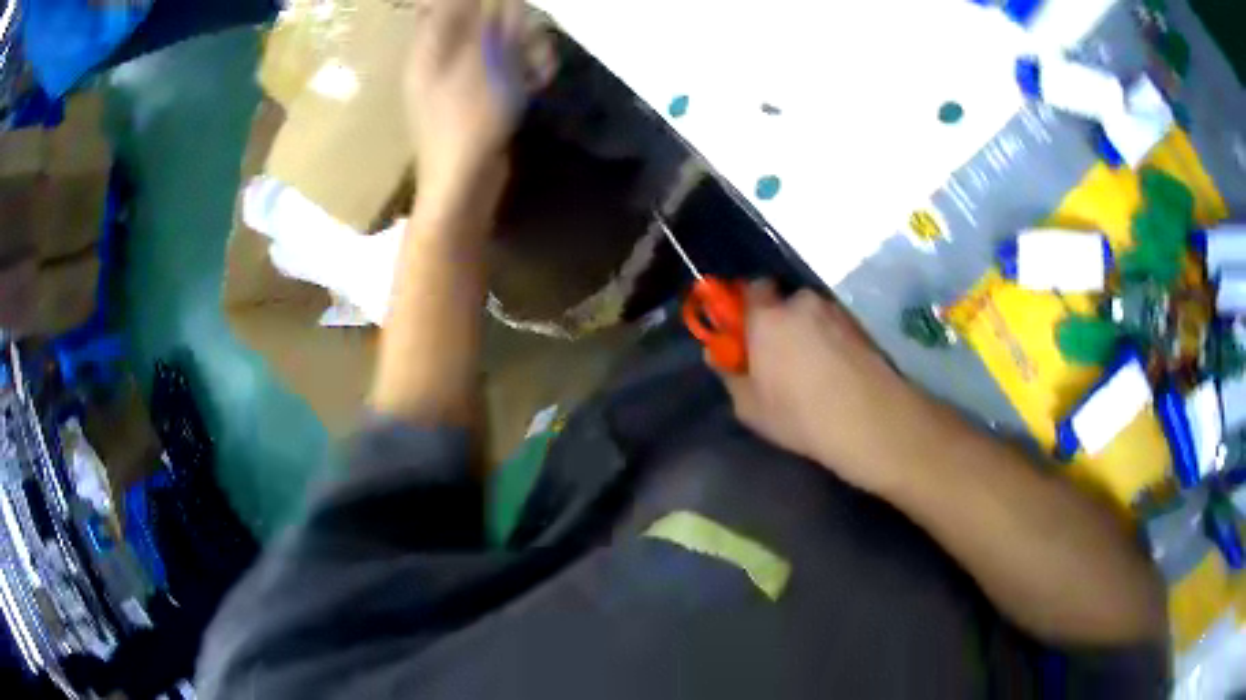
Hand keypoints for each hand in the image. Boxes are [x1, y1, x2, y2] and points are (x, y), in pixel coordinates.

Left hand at [404, 0, 539, 200]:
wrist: (463, 186)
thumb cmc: (468, 121)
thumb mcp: (484, 63)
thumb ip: (493, 23)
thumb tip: (504, 1)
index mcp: (429, 46)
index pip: (441, 3)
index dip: (473, 2)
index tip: (509, 7)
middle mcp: (439, 57)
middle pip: (476, 18)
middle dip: (511, 23)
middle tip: (532, 37)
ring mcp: (457, 78)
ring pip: (494, 42)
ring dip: (524, 48)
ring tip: (541, 67)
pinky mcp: (476, 96)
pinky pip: (499, 68)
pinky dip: (520, 71)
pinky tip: (537, 83)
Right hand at [721, 283, 936, 495]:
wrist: (871, 420)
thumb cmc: (800, 415)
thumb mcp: (750, 408)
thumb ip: (730, 374)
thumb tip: (718, 353)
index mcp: (767, 316)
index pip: (750, 289)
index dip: (745, 308)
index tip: (745, 335)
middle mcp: (802, 303)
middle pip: (784, 302)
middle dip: (779, 322)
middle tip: (779, 357)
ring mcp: (836, 312)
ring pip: (813, 315)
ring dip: (808, 332)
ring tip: (814, 370)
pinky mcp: (861, 327)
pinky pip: (836, 327)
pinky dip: (832, 342)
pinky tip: (836, 373)